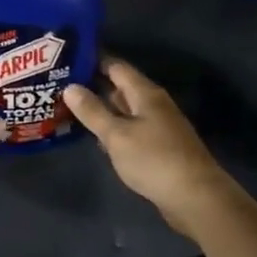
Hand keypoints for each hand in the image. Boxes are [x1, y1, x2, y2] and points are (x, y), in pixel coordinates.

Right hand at [63, 58, 233, 226]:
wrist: (196, 197)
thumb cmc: (154, 160)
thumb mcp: (116, 135)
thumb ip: (93, 111)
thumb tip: (70, 86)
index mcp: (145, 93)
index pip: (116, 66)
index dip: (93, 61)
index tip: (67, 60)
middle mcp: (154, 104)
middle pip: (121, 88)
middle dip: (93, 86)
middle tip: (61, 86)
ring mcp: (159, 126)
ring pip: (125, 111)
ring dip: (102, 110)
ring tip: (70, 110)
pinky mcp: (160, 148)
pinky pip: (132, 130)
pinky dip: (114, 130)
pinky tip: (98, 139)